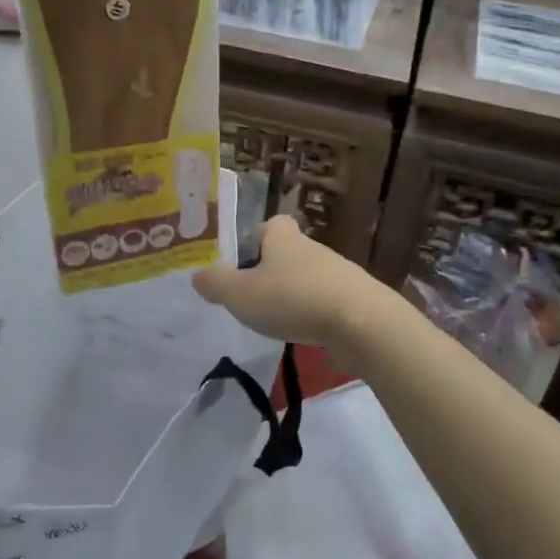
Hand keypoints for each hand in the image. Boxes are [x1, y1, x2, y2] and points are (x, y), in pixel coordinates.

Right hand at [193, 216, 392, 349]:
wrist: (361, 323)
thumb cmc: (294, 299)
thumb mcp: (241, 294)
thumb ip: (215, 284)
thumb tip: (198, 275)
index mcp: (282, 236)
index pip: (267, 224)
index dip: (252, 239)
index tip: (239, 263)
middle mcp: (310, 247)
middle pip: (284, 253)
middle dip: (268, 271)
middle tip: (249, 297)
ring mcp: (335, 272)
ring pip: (304, 278)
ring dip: (290, 295)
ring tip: (273, 321)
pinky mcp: (352, 299)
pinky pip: (323, 302)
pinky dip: (311, 314)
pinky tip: (301, 334)